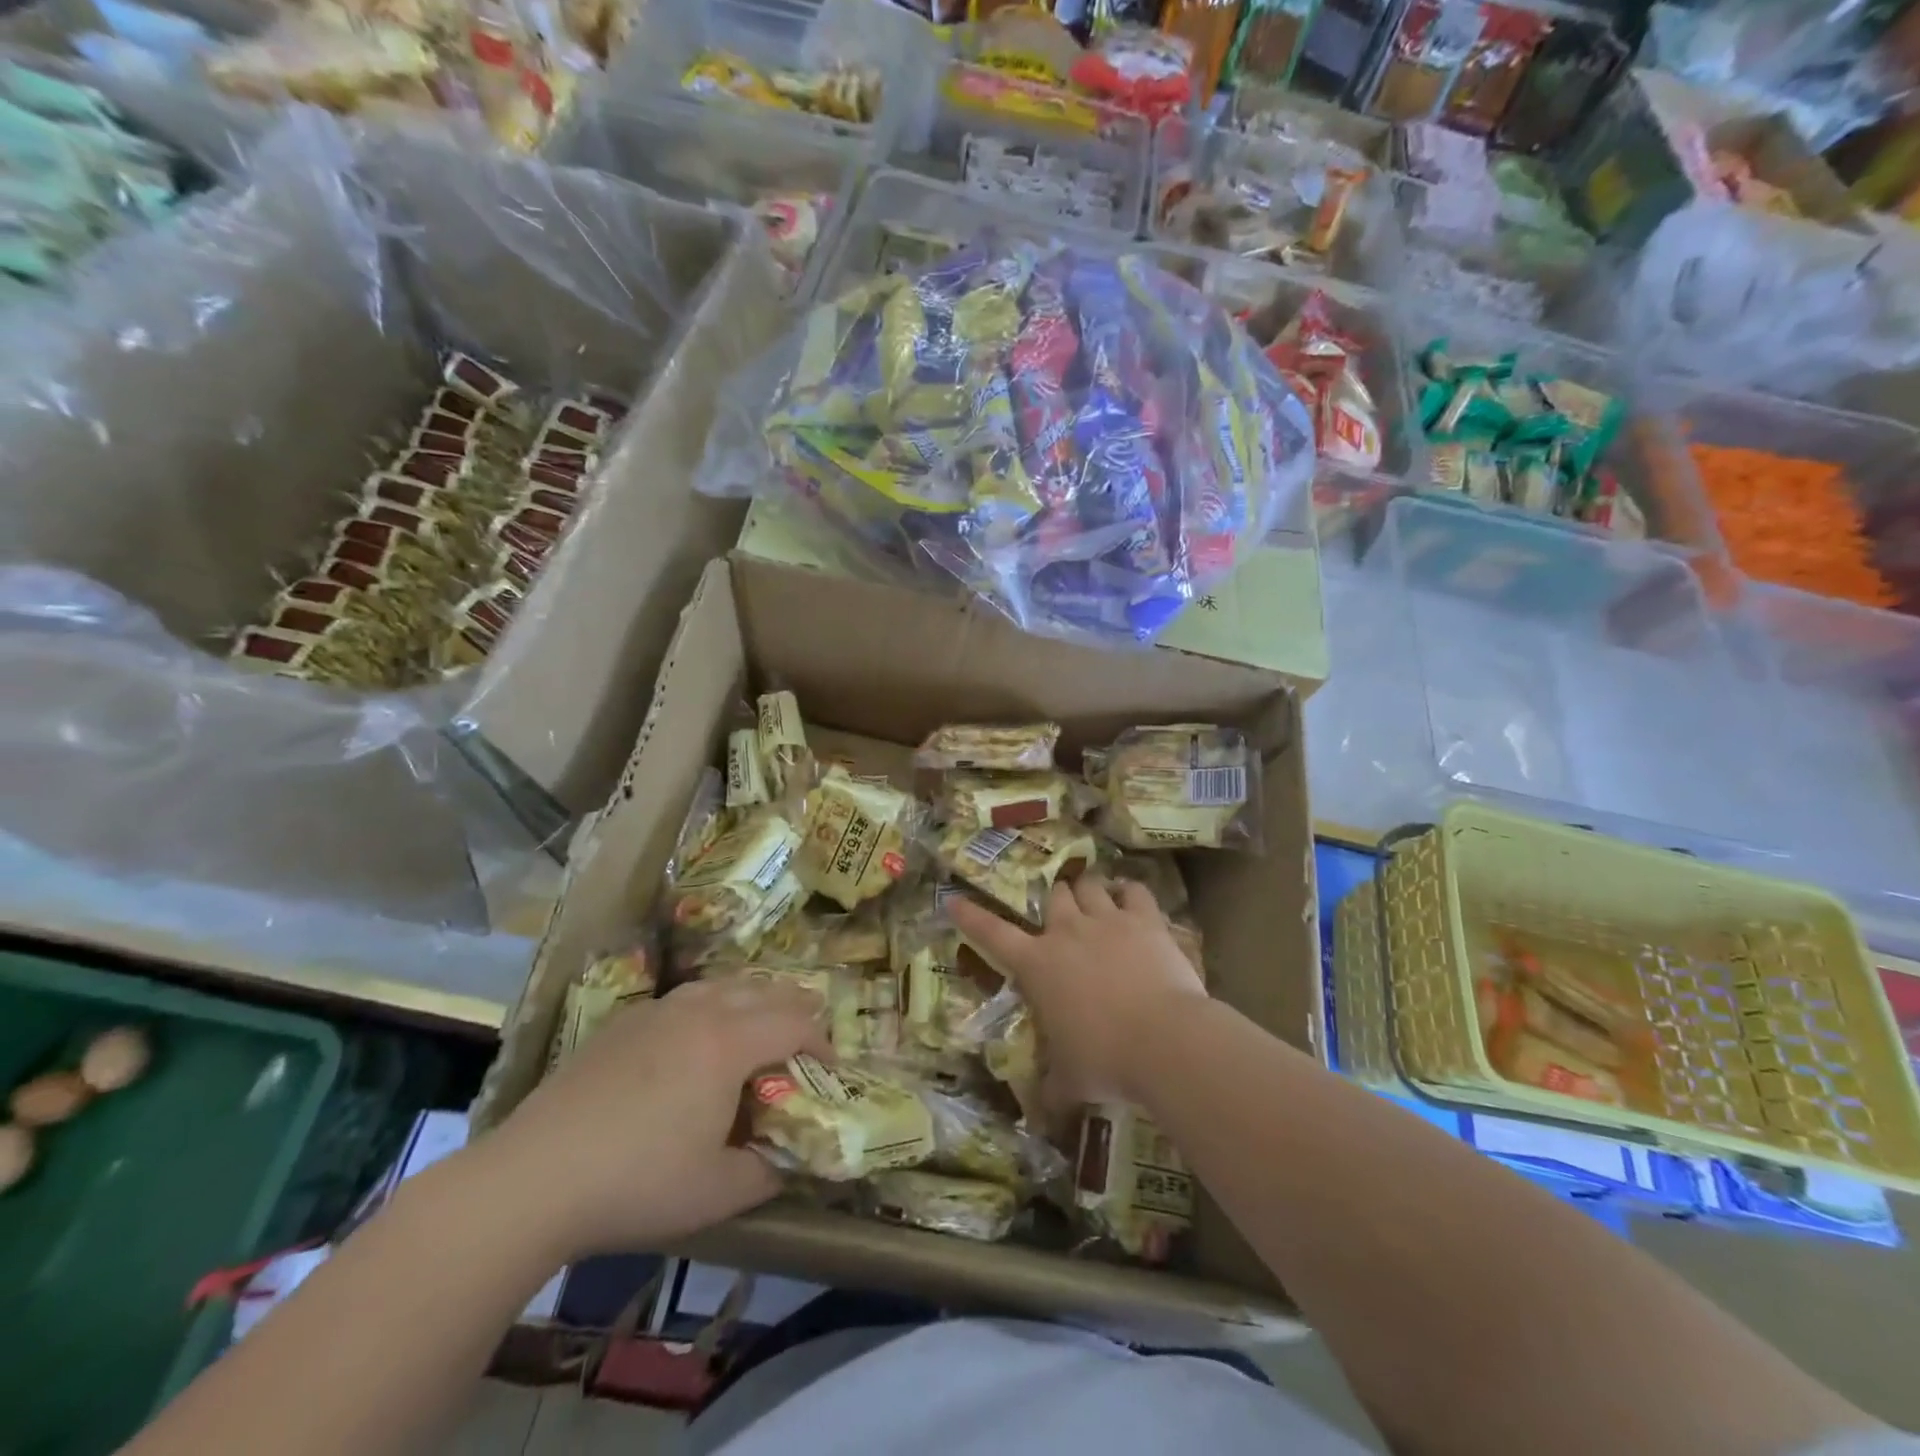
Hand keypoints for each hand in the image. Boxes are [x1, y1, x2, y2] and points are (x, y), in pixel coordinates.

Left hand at [477, 978, 828, 1260]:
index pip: (796, 1023)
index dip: (822, 1043)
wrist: (532, 1178)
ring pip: (724, 984)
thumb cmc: (637, 1184)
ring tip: (759, 1029)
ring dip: (754, 1001)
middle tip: (804, 1043)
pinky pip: (687, 996)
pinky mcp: (625, 1021)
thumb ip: (769, 1170)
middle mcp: (701, 1011)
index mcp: (730, 1043)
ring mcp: (659, 1010)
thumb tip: (789, 1157)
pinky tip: (697, 1039)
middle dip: (796, 1011)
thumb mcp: (718, 1193)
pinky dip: (713, 1005)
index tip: (828, 1071)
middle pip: (765, 991)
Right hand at [948, 878, 1206, 1107]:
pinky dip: (1130, 892)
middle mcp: (1067, 931)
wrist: (1165, 1040)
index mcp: (1037, 964)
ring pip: (1089, 885)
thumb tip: (1040, 1121)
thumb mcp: (1070, 1082)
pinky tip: (1131, 898)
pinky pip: (1135, 891)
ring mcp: (1108, 920)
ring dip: (1088, 890)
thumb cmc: (1105, 1061)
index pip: (992, 933)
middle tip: (1061, 911)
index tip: (954, 899)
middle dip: (1054, 900)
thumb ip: (1052, 1092)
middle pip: (1053, 895)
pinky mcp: (1145, 920)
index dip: (971, 916)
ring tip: (1094, 897)